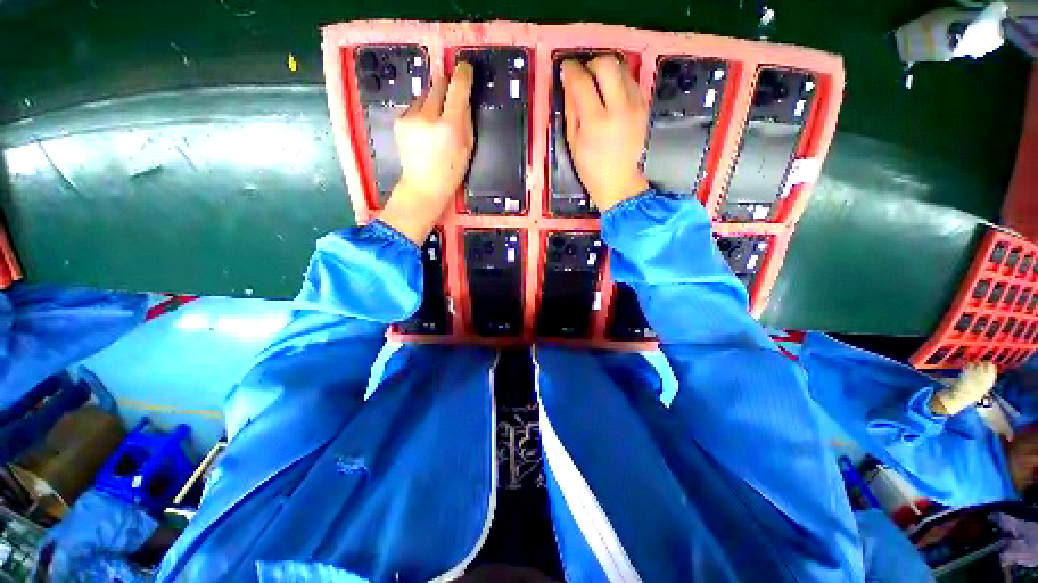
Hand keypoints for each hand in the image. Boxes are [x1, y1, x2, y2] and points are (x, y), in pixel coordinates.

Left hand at [380, 62, 473, 244]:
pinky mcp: (399, 120)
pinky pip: (414, 106)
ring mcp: (410, 117)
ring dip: (432, 103)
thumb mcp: (467, 148)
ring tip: (435, 125)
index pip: (457, 88)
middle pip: (438, 85)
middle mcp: (428, 117)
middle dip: (446, 88)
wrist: (423, 187)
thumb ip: (465, 120)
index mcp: (449, 127)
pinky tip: (423, 131)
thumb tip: (462, 97)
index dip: (463, 74)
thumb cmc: (450, 172)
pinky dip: (421, 112)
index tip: (465, 68)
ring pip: (425, 95)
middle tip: (450, 101)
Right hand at [561, 56, 649, 211]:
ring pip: (623, 70)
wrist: (624, 187)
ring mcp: (637, 106)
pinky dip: (620, 83)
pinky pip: (632, 83)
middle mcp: (620, 108)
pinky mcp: (646, 108)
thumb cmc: (594, 172)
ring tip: (599, 88)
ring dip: (607, 73)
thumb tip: (569, 85)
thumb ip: (571, 112)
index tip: (566, 68)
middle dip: (592, 64)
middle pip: (607, 64)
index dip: (571, 69)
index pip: (582, 81)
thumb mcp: (574, 146)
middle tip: (585, 76)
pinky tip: (613, 98)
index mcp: (597, 122)